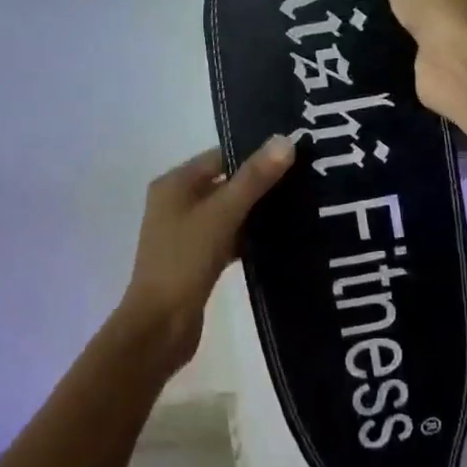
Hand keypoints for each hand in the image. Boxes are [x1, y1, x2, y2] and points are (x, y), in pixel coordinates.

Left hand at [119, 139, 295, 370]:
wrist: (160, 327)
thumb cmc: (185, 261)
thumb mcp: (222, 214)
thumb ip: (254, 178)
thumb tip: (286, 139)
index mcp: (175, 184)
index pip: (221, 156)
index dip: (255, 154)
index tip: (296, 154)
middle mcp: (177, 203)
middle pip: (225, 183)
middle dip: (261, 183)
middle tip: (306, 179)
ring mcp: (186, 234)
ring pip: (229, 212)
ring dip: (258, 212)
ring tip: (303, 206)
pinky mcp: (198, 260)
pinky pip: (229, 238)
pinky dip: (250, 237)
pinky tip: (282, 240)